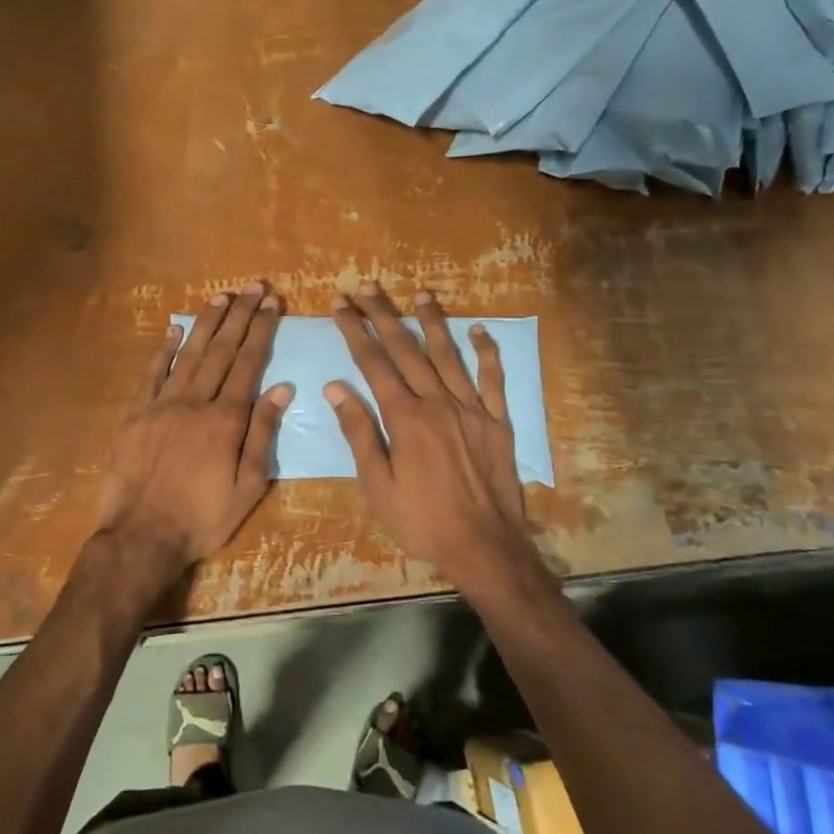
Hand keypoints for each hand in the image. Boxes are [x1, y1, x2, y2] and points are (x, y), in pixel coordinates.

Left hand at [93, 282, 291, 597]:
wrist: (141, 537)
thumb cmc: (202, 518)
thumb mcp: (248, 487)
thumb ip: (263, 435)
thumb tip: (282, 388)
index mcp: (225, 420)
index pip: (248, 364)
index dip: (260, 331)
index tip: (271, 304)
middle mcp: (194, 402)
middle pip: (220, 351)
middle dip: (239, 316)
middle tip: (252, 287)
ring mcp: (160, 405)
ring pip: (188, 355)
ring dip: (205, 324)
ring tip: (220, 297)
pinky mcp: (134, 415)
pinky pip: (150, 375)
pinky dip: (163, 351)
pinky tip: (173, 329)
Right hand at [325, 284, 533, 585]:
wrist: (482, 546)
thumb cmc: (421, 520)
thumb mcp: (377, 484)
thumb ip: (358, 432)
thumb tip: (336, 388)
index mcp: (405, 418)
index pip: (374, 364)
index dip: (355, 332)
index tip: (340, 307)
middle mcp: (438, 403)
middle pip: (407, 350)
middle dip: (384, 316)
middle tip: (367, 288)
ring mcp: (472, 409)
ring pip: (449, 355)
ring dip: (432, 322)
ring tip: (419, 295)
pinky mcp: (497, 421)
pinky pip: (493, 379)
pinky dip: (487, 353)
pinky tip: (480, 331)